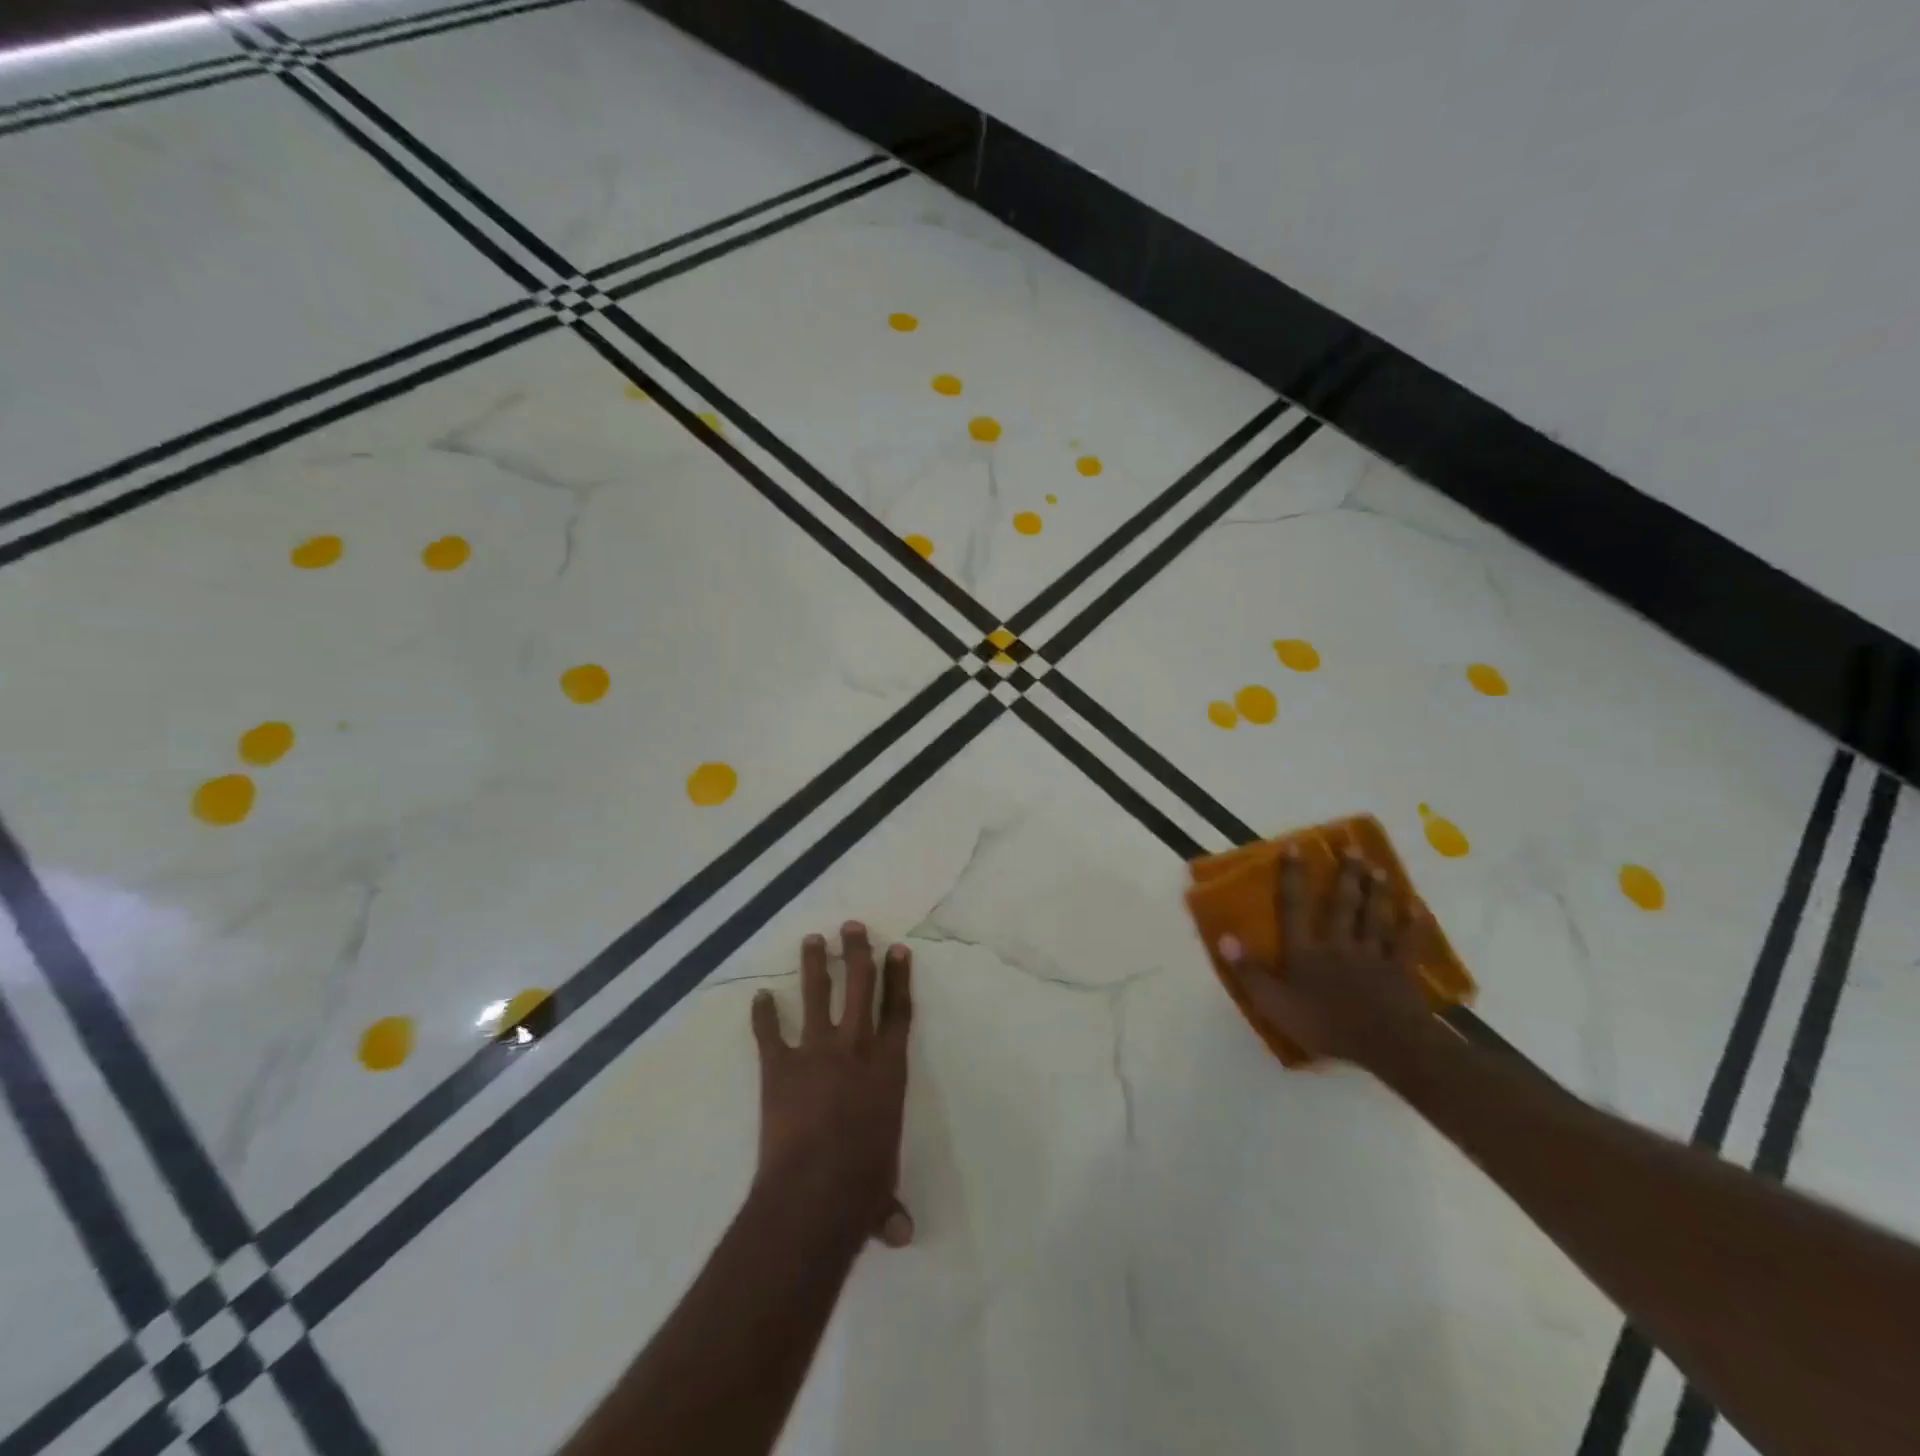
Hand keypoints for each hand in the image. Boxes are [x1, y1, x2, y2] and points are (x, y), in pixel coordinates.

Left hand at [751, 923, 913, 1248]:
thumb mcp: (881, 1193)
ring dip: (815, 965)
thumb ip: (889, 1205)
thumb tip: (900, 1234)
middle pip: (860, 987)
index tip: (897, 949)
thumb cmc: (862, 1187)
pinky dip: (763, 1014)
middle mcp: (855, 1049)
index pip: (898, 1012)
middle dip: (858, 953)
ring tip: (812, 939)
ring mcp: (815, 1052)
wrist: (815, 1192)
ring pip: (818, 995)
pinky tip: (759, 996)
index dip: (898, 978)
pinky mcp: (779, 1066)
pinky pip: (769, 1033)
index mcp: (888, 1069)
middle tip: (853, 926)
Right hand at [1219, 849, 1436, 1072]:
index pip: (1295, 907)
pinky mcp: (1401, 972)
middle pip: (1343, 904)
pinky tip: (1419, 907)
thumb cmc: (1325, 1025)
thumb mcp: (1274, 1004)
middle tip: (1351, 848)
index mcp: (1306, 951)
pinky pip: (1407, 943)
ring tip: (1379, 869)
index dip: (1294, 877)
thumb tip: (1225, 937)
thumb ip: (1249, 972)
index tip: (1296, 847)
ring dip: (1377, 892)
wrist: (1387, 1046)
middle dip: (1346, 875)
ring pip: (1375, 917)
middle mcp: (1339, 944)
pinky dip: (1414, 925)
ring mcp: (1373, 956)